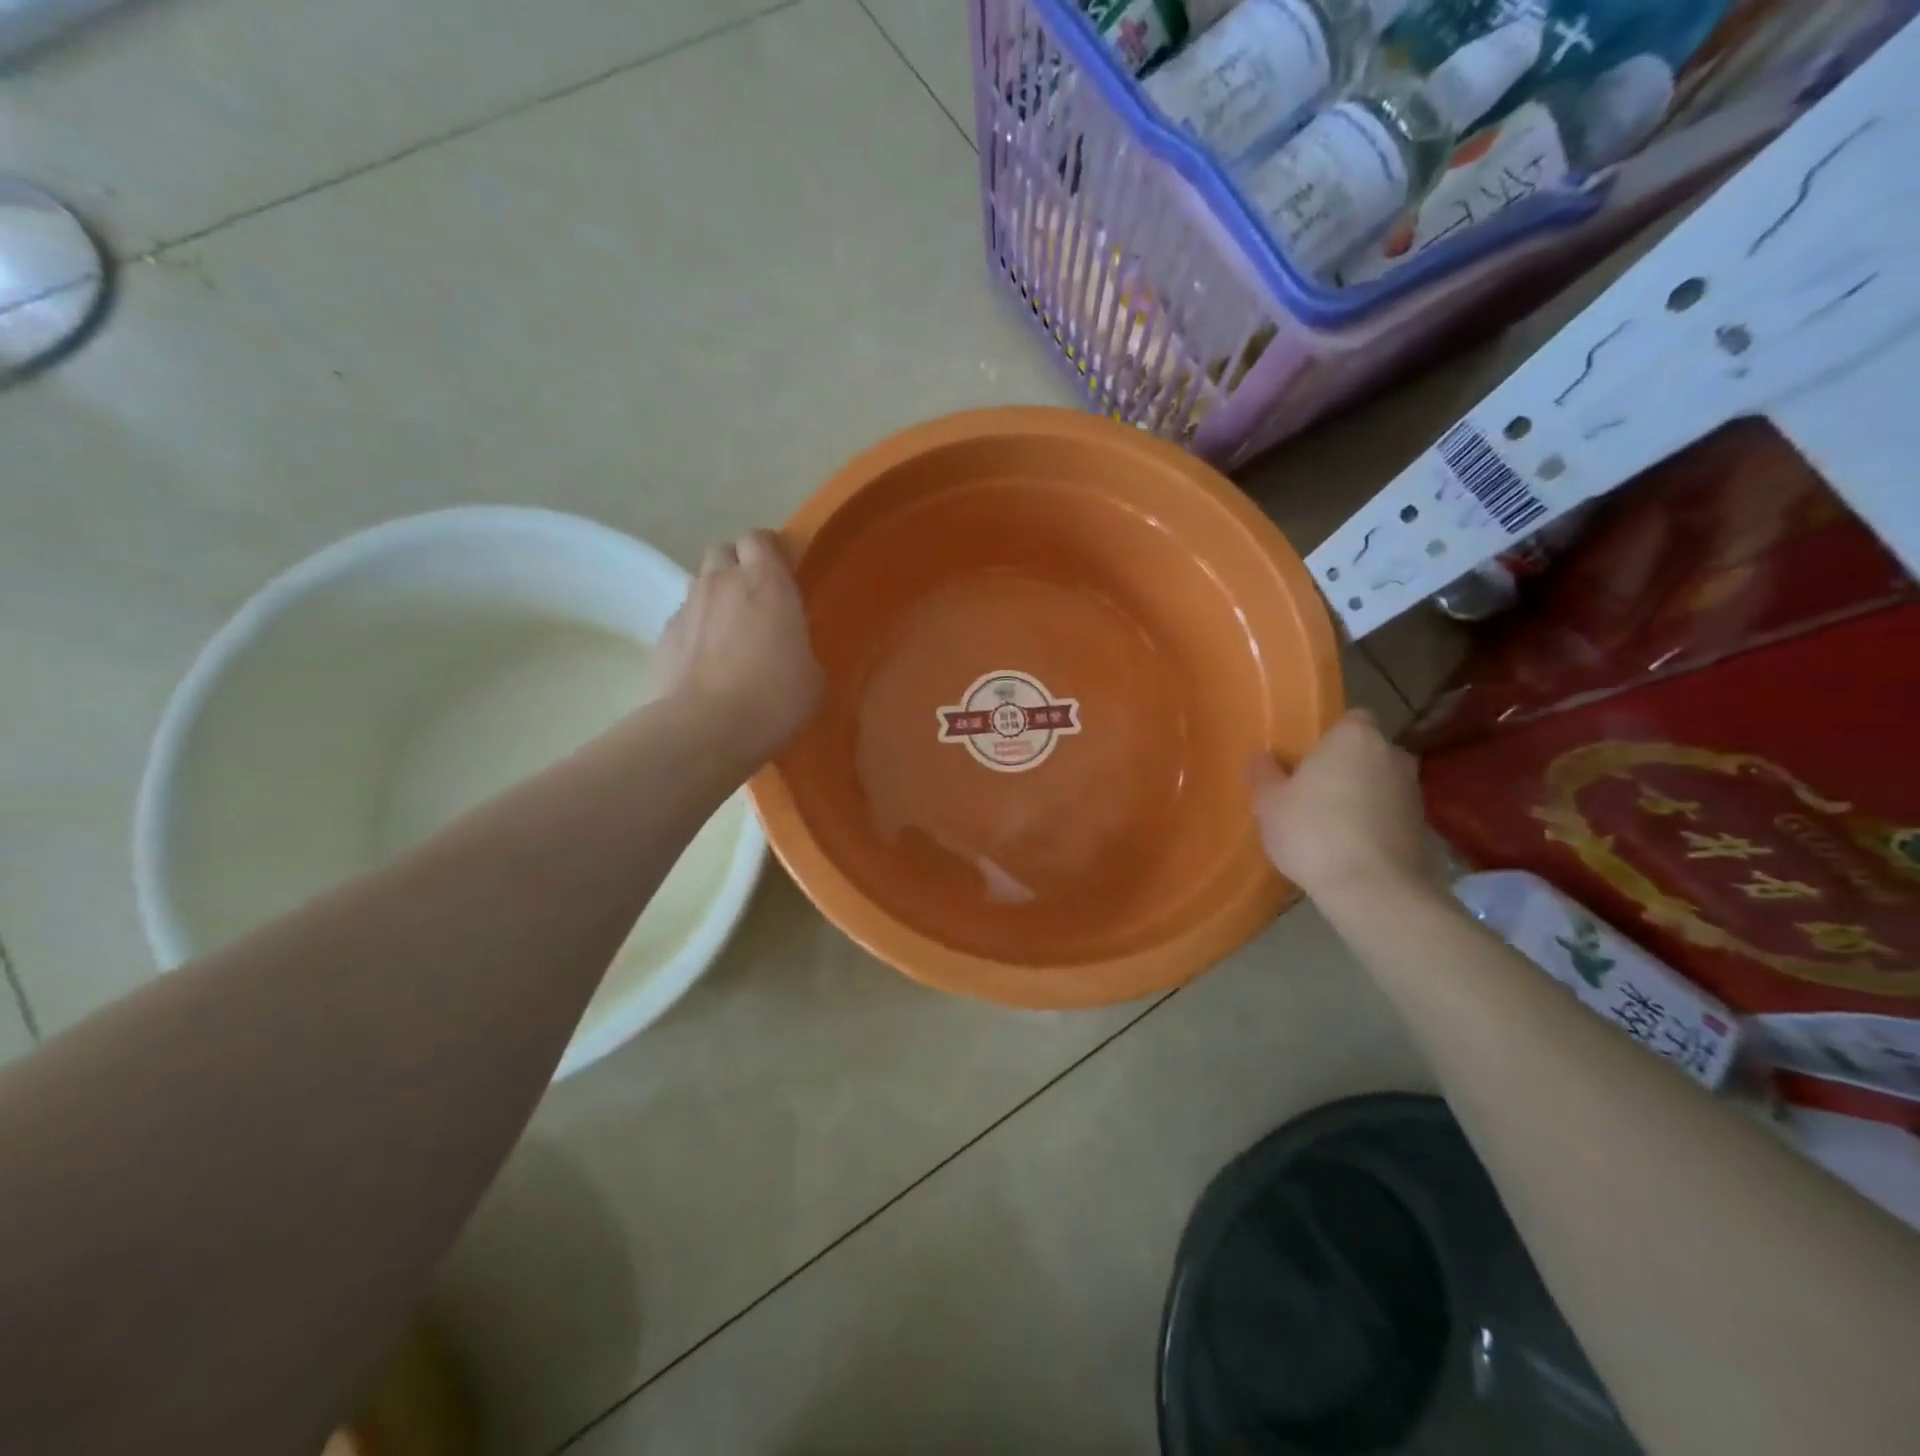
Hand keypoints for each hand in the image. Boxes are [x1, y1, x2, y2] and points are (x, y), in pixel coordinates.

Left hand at [655, 530, 822, 766]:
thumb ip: (800, 646)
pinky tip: (706, 660)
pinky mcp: (663, 636)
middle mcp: (723, 583)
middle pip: (724, 550)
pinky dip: (696, 629)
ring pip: (701, 583)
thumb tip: (790, 648)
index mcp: (767, 583)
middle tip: (754, 597)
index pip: (759, 538)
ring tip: (729, 630)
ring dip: (715, 596)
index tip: (782, 570)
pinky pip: (684, 619)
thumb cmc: (773, 699)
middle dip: (737, 565)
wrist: (705, 729)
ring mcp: (688, 607)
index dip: (769, 550)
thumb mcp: (811, 675)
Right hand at [1251, 708, 1432, 904]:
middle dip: (1346, 767)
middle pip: (1366, 752)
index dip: (1330, 736)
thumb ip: (1264, 774)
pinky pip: (1390, 814)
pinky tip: (1350, 849)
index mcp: (1355, 737)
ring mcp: (1414, 792)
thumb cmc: (1314, 832)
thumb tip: (1263, 758)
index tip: (1308, 758)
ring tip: (1330, 825)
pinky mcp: (1424, 828)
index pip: (1351, 718)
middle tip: (1313, 792)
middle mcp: (1392, 754)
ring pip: (1380, 784)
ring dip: (1361, 797)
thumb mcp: (1269, 803)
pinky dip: (1374, 824)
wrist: (1374, 890)